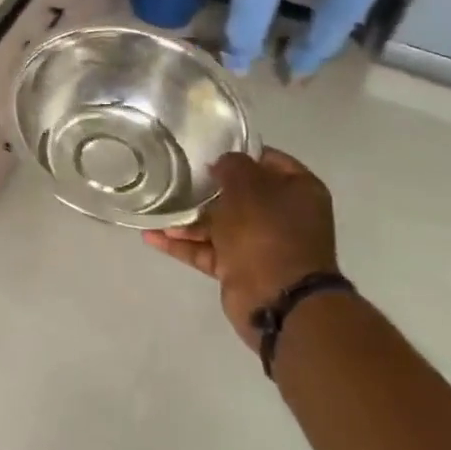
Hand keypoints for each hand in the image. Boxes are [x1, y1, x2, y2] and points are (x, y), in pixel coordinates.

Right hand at [143, 148, 337, 347]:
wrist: (279, 300)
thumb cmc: (267, 232)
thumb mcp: (248, 186)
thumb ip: (232, 166)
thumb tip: (223, 165)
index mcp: (298, 191)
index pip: (268, 160)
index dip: (239, 152)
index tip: (206, 149)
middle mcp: (282, 216)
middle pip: (240, 194)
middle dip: (207, 188)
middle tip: (175, 177)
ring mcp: (261, 244)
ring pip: (220, 224)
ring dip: (188, 219)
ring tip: (155, 210)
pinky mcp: (240, 268)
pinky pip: (208, 250)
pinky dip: (183, 244)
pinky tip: (152, 236)